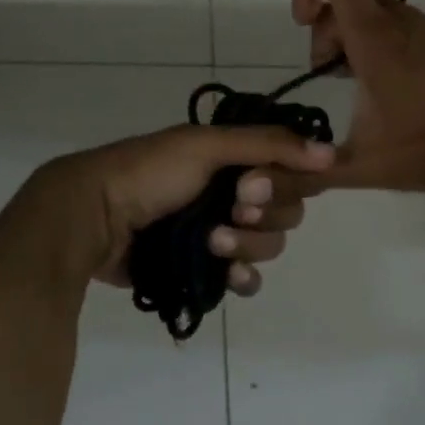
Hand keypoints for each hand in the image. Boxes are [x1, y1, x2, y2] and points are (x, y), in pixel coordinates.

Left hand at [45, 123, 334, 294]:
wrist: (93, 216)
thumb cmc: (150, 172)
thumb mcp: (206, 145)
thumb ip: (269, 146)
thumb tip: (331, 154)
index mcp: (235, 159)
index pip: (290, 173)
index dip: (284, 184)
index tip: (256, 186)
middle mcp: (233, 194)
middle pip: (286, 213)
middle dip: (263, 216)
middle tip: (234, 210)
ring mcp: (220, 233)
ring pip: (268, 247)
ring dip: (248, 246)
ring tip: (212, 242)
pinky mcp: (205, 268)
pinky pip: (245, 279)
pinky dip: (242, 277)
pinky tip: (227, 273)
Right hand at [290, 0, 424, 192]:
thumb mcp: (365, 166)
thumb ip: (313, 172)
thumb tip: (266, 185)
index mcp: (373, 36)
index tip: (302, 25)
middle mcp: (396, 20)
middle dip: (322, 30)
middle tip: (327, 74)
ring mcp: (419, 27)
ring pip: (367, 10)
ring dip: (346, 39)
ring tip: (351, 85)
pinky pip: (390, 24)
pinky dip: (371, 44)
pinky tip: (378, 89)